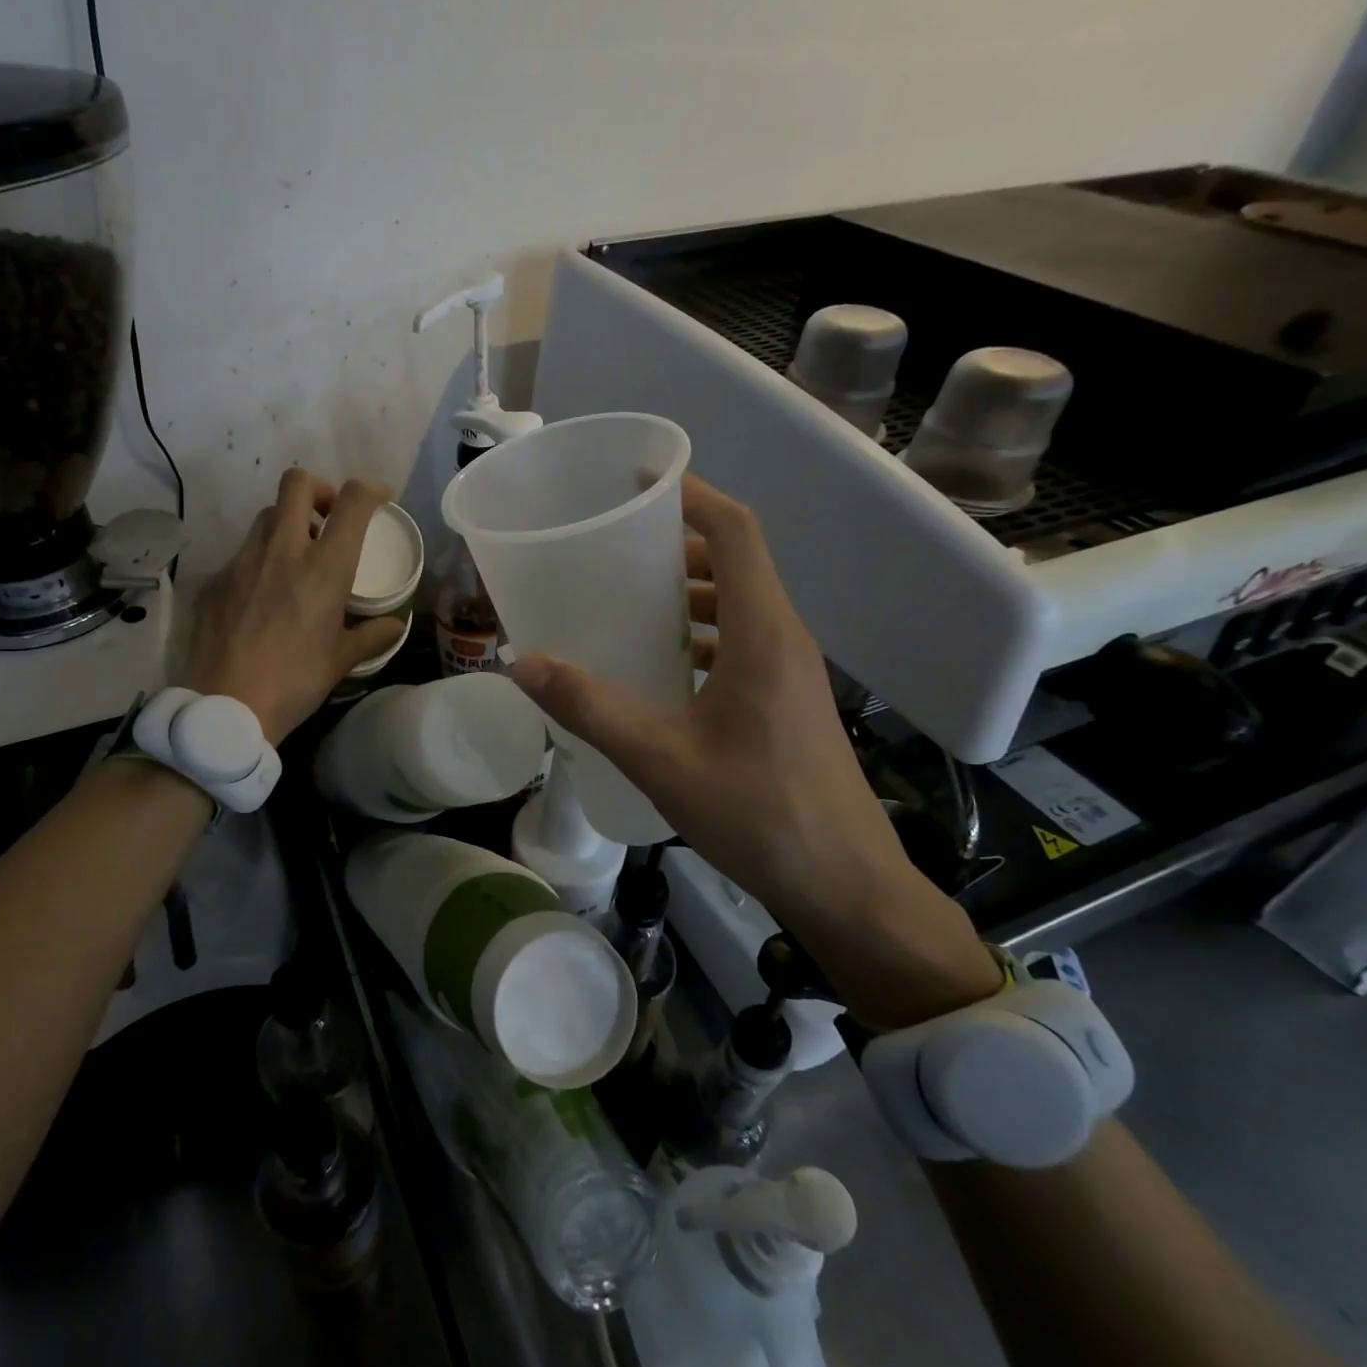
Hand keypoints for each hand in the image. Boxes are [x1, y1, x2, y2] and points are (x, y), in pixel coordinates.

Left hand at [182, 468, 406, 744]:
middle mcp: (283, 550)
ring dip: (287, 524)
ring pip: (266, 516)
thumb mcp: (342, 660)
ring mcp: (242, 561)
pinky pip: (241, 555)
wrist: (226, 707)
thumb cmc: (295, 682)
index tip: (379, 498)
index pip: (353, 501)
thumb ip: (372, 635)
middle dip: (319, 490)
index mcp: (325, 567)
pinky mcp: (215, 580)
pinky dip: (259, 562)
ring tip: (295, 559)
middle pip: (297, 483)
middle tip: (328, 520)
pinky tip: (261, 598)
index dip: (371, 489)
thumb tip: (394, 625)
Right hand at [510, 474, 1000, 1025]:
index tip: (640, 481)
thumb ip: (591, 708)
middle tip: (612, 547)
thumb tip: (522, 664)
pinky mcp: (786, 701)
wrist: (844, 885)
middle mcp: (782, 638)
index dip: (692, 495)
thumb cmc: (758, 814)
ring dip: (688, 591)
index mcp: (761, 633)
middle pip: (735, 561)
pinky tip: (658, 666)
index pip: (736, 532)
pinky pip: (741, 641)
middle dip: (676, 544)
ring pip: (738, 604)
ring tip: (626, 600)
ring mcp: (790, 671)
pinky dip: (699, 633)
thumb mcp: (661, 759)